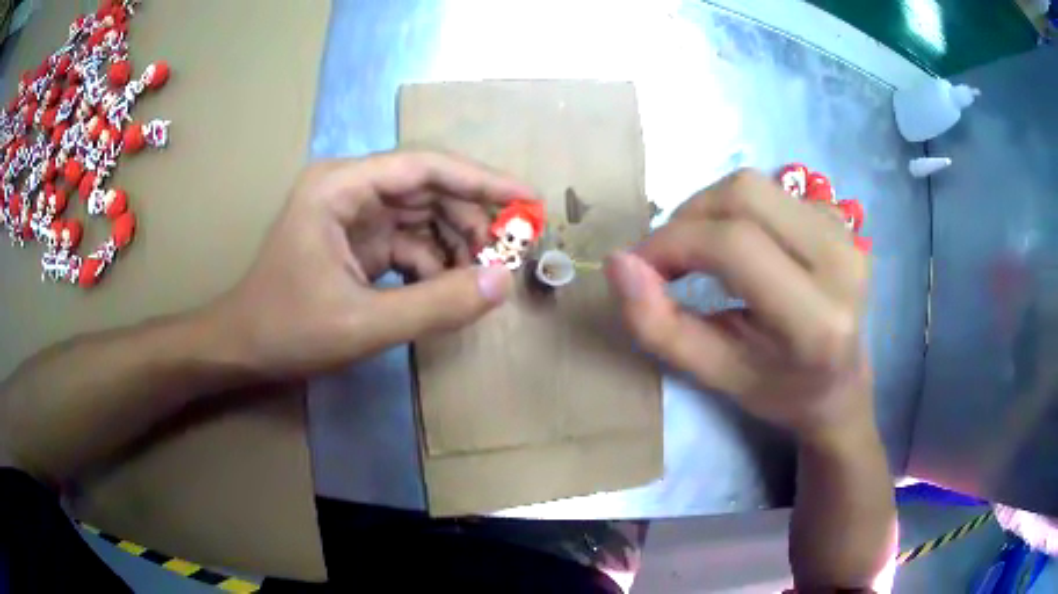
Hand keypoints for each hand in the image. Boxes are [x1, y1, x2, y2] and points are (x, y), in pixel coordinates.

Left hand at [211, 151, 535, 375]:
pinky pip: (409, 243)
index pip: (425, 167)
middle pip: (429, 190)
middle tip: (508, 255)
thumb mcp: (363, 324)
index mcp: (341, 186)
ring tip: (481, 279)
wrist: (243, 349)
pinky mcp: (358, 243)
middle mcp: (350, 189)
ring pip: (423, 217)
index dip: (482, 180)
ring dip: (455, 246)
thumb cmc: (288, 329)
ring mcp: (354, 216)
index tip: (528, 200)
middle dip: (471, 221)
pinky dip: (433, 266)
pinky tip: (447, 291)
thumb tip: (503, 283)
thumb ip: (435, 305)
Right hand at [605, 169, 871, 439]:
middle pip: (745, 193)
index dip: (673, 243)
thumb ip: (660, 326)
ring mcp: (845, 233)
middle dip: (688, 217)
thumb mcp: (715, 376)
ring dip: (710, 210)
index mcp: (816, 319)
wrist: (840, 382)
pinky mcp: (839, 219)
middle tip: (668, 258)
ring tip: (700, 251)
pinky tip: (743, 247)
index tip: (640, 267)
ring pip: (755, 185)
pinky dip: (738, 211)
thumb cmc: (779, 390)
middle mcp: (841, 261)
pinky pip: (773, 191)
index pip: (735, 246)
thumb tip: (618, 263)